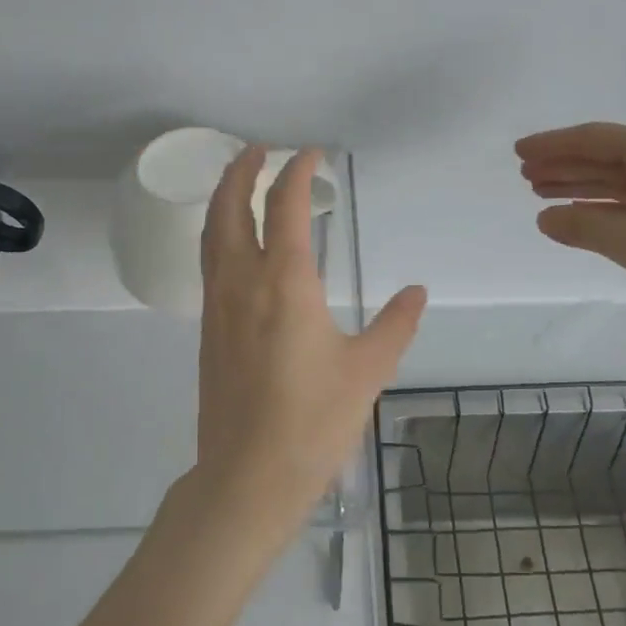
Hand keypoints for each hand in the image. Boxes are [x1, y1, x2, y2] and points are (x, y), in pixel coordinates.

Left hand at [194, 146, 426, 534]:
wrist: (249, 475)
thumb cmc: (313, 420)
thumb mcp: (368, 370)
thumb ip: (395, 324)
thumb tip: (416, 293)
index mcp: (286, 282)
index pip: (286, 205)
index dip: (298, 172)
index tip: (311, 154)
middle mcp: (243, 281)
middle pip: (231, 206)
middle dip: (242, 170)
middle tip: (259, 150)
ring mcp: (218, 304)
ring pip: (212, 232)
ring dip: (224, 198)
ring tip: (240, 182)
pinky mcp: (208, 328)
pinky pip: (208, 261)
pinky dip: (219, 232)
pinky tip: (236, 244)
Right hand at [517, 122, 625, 338]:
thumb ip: (584, 227)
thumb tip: (546, 219)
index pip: (597, 139)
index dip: (554, 144)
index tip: (519, 151)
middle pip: (609, 155)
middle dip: (565, 164)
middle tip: (525, 174)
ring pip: (623, 178)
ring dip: (583, 184)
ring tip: (542, 192)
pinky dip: (608, 203)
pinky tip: (582, 212)